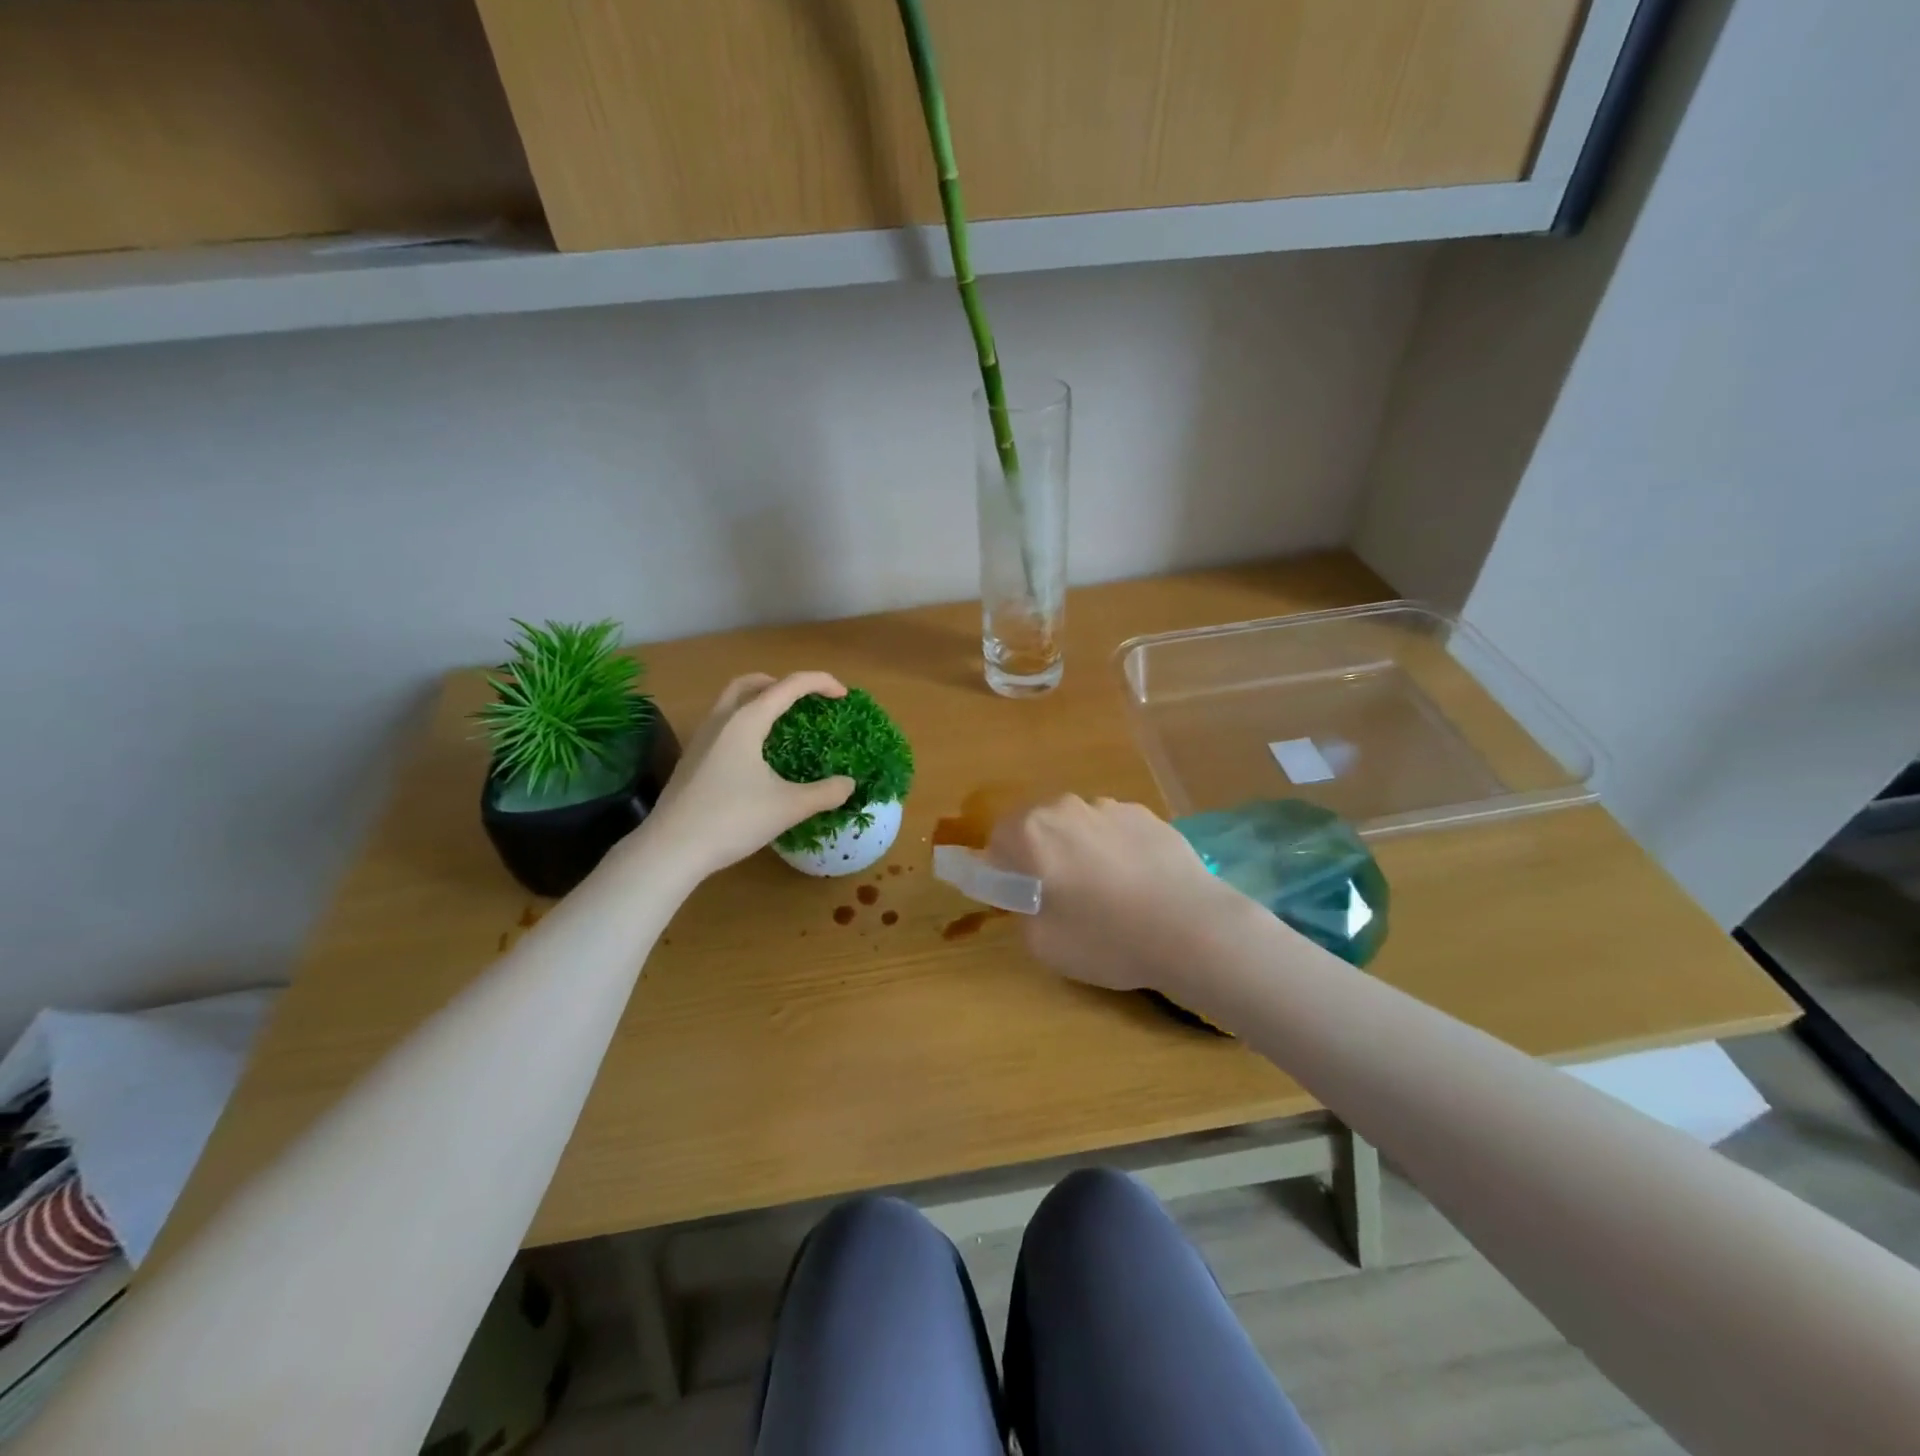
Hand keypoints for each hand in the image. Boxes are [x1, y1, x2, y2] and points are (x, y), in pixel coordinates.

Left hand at [639, 672, 855, 880]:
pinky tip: (755, 754)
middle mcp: (721, 721)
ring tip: (781, 722)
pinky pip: (722, 724)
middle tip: (805, 700)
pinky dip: (745, 722)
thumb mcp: (788, 807)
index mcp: (746, 722)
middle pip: (751, 683)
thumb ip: (824, 793)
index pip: (788, 686)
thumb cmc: (732, 820)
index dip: (820, 682)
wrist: (671, 849)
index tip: (842, 694)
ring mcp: (701, 739)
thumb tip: (849, 784)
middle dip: (782, 683)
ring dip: (759, 700)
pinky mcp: (692, 759)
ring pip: (731, 702)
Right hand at [988, 795, 1244, 993]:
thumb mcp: (1041, 943)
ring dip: (1080, 850)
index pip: (997, 839)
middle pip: (1039, 827)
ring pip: (1079, 827)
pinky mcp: (1147, 815)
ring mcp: (1110, 807)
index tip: (1020, 897)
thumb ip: (1022, 911)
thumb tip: (1029, 896)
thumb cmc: (1105, 939)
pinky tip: (1137, 885)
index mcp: (1031, 832)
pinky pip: (1114, 830)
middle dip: (1041, 855)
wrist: (1191, 929)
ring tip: (1106, 893)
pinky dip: (1115, 850)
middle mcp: (1066, 808)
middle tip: (1061, 896)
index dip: (1004, 869)